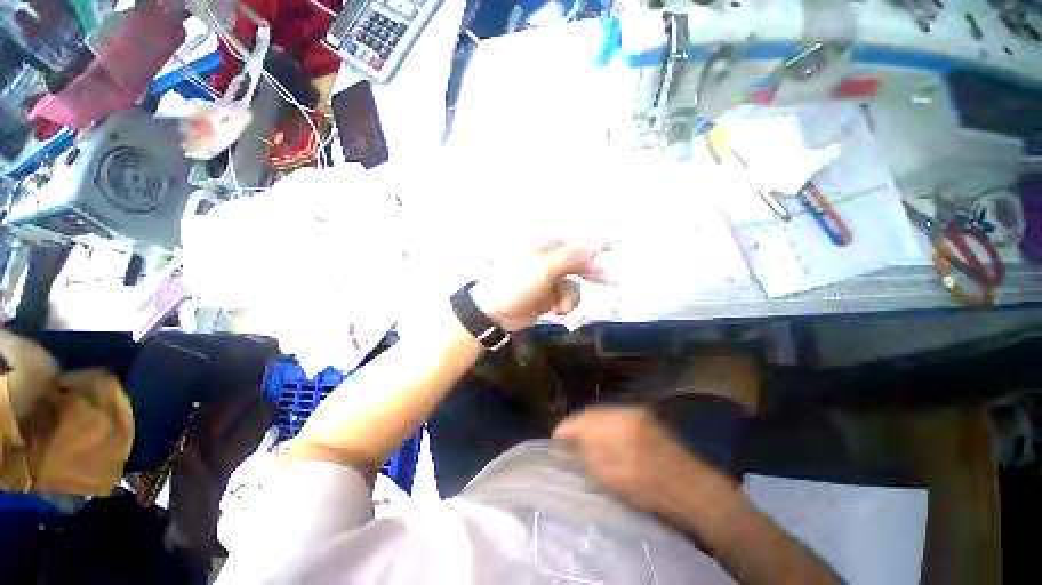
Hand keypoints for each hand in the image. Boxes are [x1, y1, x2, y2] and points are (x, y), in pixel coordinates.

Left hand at [470, 240, 610, 331]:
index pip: (574, 241)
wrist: (495, 312)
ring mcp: (549, 281)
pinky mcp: (548, 298)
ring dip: (570, 298)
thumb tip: (597, 242)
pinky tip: (554, 312)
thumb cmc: (517, 284)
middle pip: (578, 264)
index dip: (593, 244)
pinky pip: (566, 299)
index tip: (612, 247)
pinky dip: (563, 306)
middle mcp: (549, 262)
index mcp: (546, 249)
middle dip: (593, 275)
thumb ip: (572, 256)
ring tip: (560, 308)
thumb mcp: (545, 268)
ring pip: (574, 286)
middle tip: (613, 284)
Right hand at [553, 406, 728, 513]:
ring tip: (582, 439)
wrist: (691, 486)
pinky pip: (614, 415)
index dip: (565, 430)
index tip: (554, 440)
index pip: (581, 422)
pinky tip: (601, 436)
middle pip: (590, 413)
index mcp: (617, 429)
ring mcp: (635, 411)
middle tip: (567, 440)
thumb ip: (588, 458)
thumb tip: (569, 445)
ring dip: (589, 423)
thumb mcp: (613, 480)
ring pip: (602, 413)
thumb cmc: (652, 490)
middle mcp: (624, 413)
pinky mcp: (642, 415)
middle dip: (576, 425)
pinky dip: (603, 423)